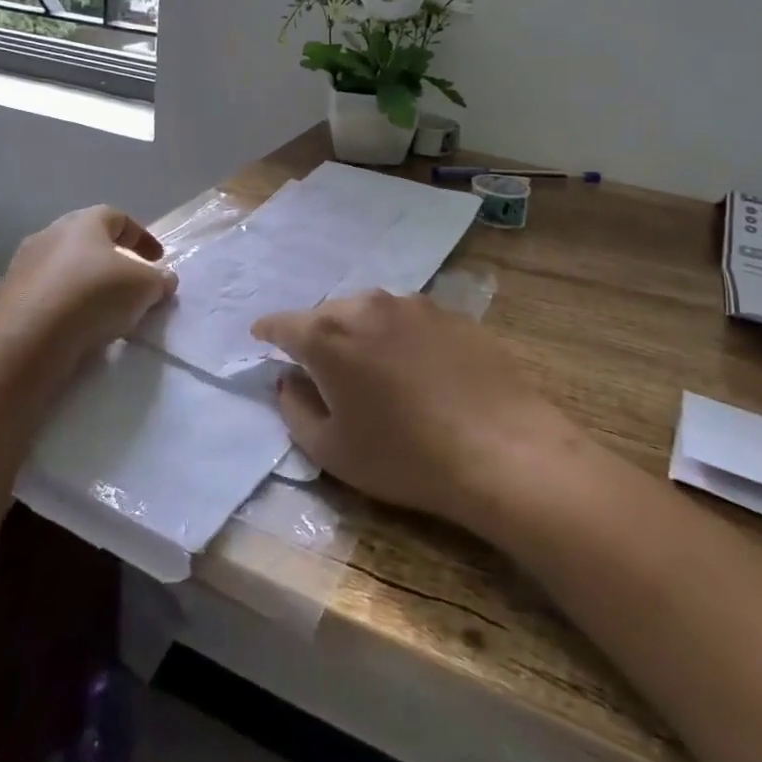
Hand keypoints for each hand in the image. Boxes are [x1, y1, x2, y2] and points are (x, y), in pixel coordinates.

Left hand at [0, 205, 176, 402]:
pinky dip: (60, 308)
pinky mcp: (4, 300)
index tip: (157, 260)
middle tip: (127, 282)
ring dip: (82, 284)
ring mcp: (21, 267)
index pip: (118, 217)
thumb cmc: (94, 295)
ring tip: (100, 311)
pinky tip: (72, 329)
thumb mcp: (144, 287)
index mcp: (83, 222)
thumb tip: (164, 279)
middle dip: (109, 259)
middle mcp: (48, 235)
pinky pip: (42, 298)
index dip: (141, 237)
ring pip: (60, 270)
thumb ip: (159, 280)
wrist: (27, 338)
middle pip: (85, 241)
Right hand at [251, 291, 574, 527]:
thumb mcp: (332, 450)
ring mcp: (413, 305)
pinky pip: (408, 319)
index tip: (261, 338)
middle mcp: (366, 306)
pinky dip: (398, 336)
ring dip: (360, 332)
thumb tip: (289, 380)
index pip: (284, 323)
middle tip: (322, 368)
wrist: (501, 448)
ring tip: (371, 367)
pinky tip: (416, 368)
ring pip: (370, 311)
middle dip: (317, 335)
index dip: (268, 332)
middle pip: (328, 314)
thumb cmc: (404, 456)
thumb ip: (295, 409)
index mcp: (328, 336)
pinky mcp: (451, 313)